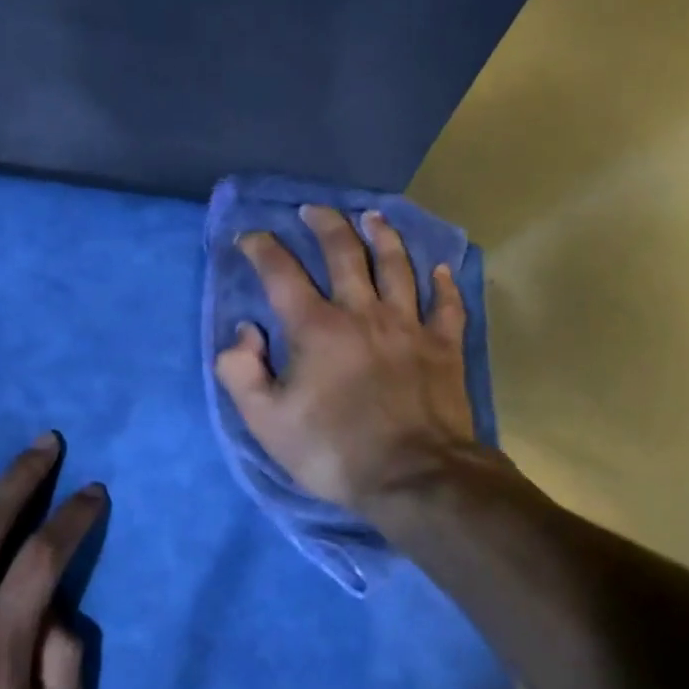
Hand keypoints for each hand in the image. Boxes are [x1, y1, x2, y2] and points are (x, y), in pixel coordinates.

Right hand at [215, 205, 475, 515]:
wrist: (415, 478)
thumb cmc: (334, 451)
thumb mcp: (267, 422)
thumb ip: (242, 372)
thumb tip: (244, 332)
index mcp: (316, 327)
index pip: (281, 273)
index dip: (261, 248)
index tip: (249, 237)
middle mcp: (362, 312)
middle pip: (344, 252)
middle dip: (325, 224)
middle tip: (313, 210)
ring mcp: (408, 325)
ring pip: (397, 266)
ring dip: (382, 236)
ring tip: (372, 216)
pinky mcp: (444, 346)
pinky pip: (447, 304)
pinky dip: (444, 283)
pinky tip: (441, 269)